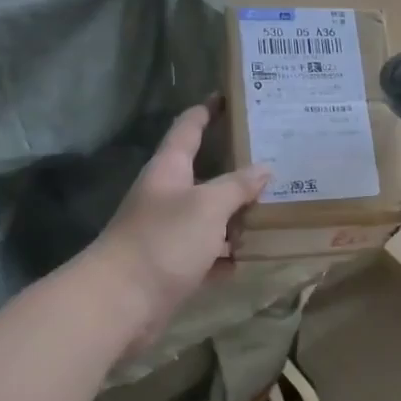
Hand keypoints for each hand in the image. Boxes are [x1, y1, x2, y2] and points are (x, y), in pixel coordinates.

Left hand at [85, 105, 269, 353]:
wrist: (120, 303)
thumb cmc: (162, 241)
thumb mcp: (207, 206)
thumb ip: (236, 186)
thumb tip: (263, 168)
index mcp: (169, 170)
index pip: (189, 128)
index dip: (208, 110)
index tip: (231, 96)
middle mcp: (169, 197)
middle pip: (206, 173)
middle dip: (238, 166)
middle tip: (276, 155)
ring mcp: (171, 233)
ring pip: (213, 216)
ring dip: (240, 213)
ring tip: (281, 204)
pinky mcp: (176, 266)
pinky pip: (212, 253)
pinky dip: (232, 253)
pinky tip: (260, 253)